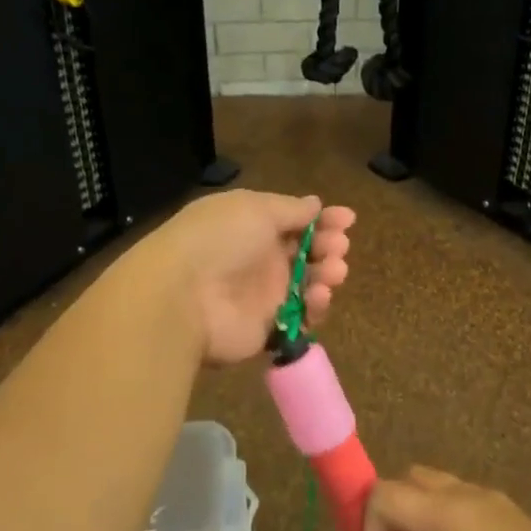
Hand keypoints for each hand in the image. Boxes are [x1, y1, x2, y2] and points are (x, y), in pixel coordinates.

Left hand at [145, 190, 353, 365]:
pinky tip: (318, 297)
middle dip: (328, 245)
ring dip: (327, 274)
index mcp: (251, 224)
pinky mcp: (268, 327)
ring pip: (308, 282)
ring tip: (334, 271)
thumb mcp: (255, 208)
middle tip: (338, 246)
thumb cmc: (219, 239)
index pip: (294, 220)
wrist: (183, 296)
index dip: (323, 218)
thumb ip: (290, 208)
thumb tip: (315, 203)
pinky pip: (301, 316)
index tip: (348, 219)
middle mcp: (258, 257)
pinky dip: (315, 306)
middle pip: (305, 251)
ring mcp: (263, 294)